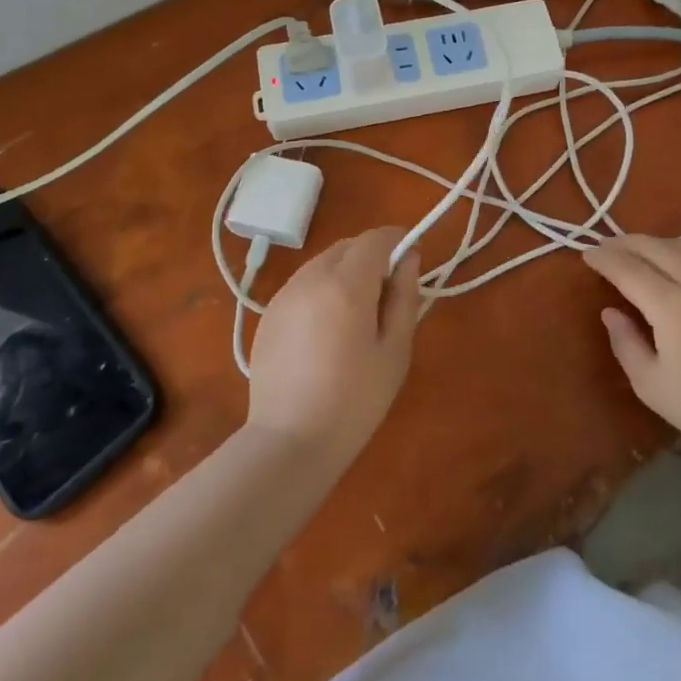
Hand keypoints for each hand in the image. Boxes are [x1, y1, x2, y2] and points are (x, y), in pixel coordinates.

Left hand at [246, 228, 421, 467]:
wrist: (289, 442)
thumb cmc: (355, 400)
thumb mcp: (395, 350)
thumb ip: (404, 296)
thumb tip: (409, 259)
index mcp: (346, 284)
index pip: (375, 239)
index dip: (397, 240)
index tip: (412, 259)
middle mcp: (311, 278)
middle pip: (348, 247)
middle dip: (372, 256)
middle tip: (388, 293)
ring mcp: (284, 295)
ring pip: (323, 263)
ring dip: (346, 271)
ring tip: (358, 314)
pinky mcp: (268, 314)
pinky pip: (303, 285)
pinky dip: (322, 290)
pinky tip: (327, 330)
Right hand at [583, 235, 680, 454]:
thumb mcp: (649, 383)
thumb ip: (625, 342)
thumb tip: (611, 311)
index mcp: (671, 306)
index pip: (629, 270)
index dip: (605, 260)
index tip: (586, 254)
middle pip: (656, 248)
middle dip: (626, 243)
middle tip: (605, 246)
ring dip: (655, 242)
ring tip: (637, 250)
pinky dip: (679, 250)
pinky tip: (672, 261)